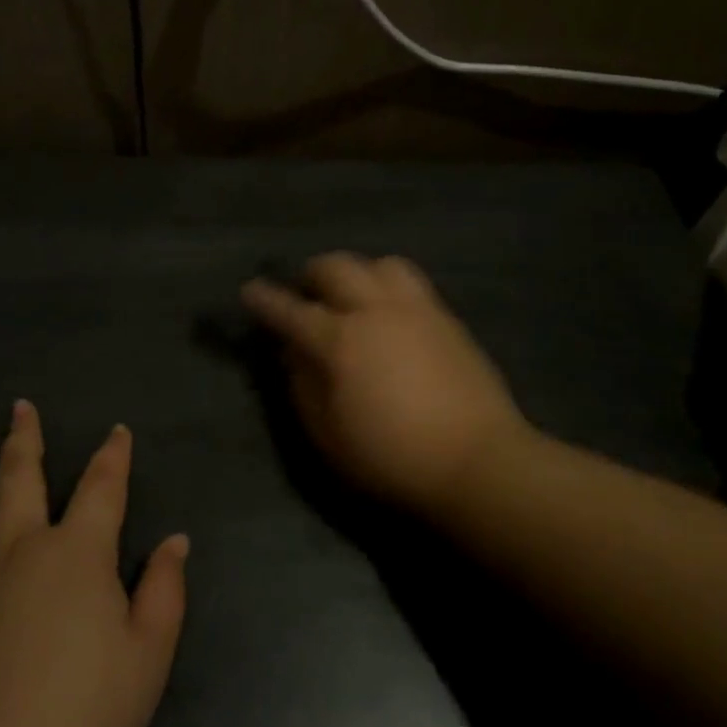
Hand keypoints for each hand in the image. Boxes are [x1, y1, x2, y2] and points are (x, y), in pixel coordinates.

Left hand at [0, 401, 188, 726]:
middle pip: (20, 476)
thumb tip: (175, 541)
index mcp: (77, 552)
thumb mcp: (148, 654)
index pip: (102, 487)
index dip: (113, 456)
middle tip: (19, 407)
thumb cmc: (86, 708)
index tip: (117, 432)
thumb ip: (165, 590)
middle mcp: (19, 546)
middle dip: (24, 438)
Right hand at [240, 253, 529, 510]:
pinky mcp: (447, 319)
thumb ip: (302, 386)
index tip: (250, 291)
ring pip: (379, 264)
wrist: (477, 462)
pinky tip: (389, 314)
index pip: (291, 310)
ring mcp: (416, 310)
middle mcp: (376, 311)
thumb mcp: (327, 434)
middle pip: (336, 267)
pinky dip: (388, 286)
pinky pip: (411, 283)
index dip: (265, 299)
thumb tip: (292, 352)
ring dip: (356, 273)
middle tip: (304, 295)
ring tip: (351, 297)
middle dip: (311, 274)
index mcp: (340, 340)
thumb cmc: (391, 457)